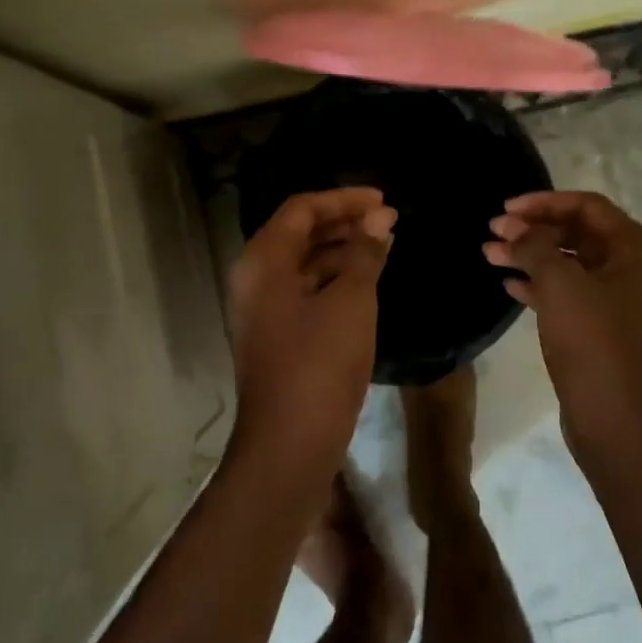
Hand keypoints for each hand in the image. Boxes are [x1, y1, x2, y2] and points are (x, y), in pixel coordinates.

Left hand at [228, 188, 396, 469]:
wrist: (290, 443)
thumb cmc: (320, 363)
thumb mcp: (351, 300)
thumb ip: (365, 253)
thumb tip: (379, 218)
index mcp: (265, 260)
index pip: (302, 209)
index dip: (343, 199)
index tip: (383, 200)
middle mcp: (255, 277)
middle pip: (298, 232)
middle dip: (343, 221)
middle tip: (386, 220)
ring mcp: (262, 308)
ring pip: (302, 262)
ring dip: (340, 249)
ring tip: (382, 245)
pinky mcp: (275, 333)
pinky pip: (303, 288)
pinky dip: (333, 277)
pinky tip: (365, 281)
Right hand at [484, 191, 641, 460]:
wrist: (617, 420)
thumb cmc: (594, 341)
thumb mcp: (560, 283)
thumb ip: (534, 245)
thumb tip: (514, 228)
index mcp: (636, 247)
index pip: (586, 206)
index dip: (543, 203)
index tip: (505, 209)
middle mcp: (632, 267)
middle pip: (576, 232)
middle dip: (533, 229)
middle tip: (493, 231)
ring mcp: (617, 299)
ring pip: (568, 263)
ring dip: (529, 256)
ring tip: (489, 254)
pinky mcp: (600, 326)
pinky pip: (566, 292)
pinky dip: (538, 284)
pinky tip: (508, 285)